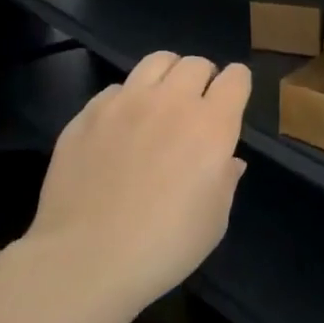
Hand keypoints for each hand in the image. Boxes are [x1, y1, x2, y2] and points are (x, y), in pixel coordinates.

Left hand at [27, 51, 251, 313]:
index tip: (233, 103)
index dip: (238, 85)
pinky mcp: (88, 114)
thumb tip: (228, 160)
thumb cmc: (164, 246)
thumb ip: (226, 180)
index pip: (236, 77)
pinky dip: (126, 100)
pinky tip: (120, 128)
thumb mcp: (215, 220)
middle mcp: (171, 102)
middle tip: (197, 107)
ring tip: (161, 101)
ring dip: (167, 76)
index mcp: (212, 125)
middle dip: (204, 78)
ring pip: (156, 61)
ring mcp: (125, 103)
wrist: (85, 261)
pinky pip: (116, 89)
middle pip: (196, 63)